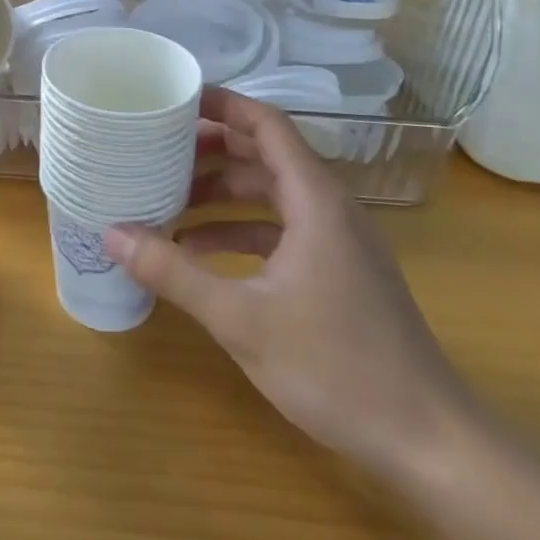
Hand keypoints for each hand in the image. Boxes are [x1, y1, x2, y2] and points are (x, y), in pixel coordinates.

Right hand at [105, 89, 475, 483]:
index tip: (174, 99)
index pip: (266, 125)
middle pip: (265, 154)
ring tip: (167, 197)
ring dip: (222, 192)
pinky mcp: (338, 271)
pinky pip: (281, 229)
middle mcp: (329, 208)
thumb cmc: (336, 367)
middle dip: (211, 148)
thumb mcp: (240, 318)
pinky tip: (200, 251)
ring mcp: (337, 240)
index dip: (222, 105)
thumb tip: (111, 233)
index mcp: (315, 200)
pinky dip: (240, 229)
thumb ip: (173, 272)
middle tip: (157, 148)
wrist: (428, 440)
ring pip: (272, 193)